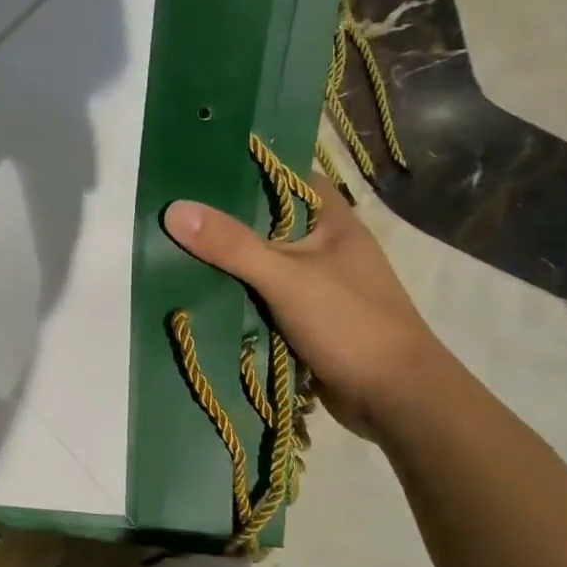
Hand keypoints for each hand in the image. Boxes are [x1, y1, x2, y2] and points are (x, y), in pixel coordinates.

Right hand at [163, 178, 444, 438]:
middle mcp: (323, 246)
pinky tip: (197, 293)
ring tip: (171, 247)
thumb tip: (174, 209)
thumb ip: (232, 245)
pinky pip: (261, 296)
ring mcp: (315, 283)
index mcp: (332, 220)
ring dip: (225, 262)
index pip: (286, 177)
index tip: (197, 167)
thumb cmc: (350, 324)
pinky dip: (235, 295)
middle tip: (171, 210)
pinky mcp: (304, 317)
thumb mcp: (286, 277)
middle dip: (223, 220)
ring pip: (260, 261)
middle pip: (265, 221)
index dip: (246, 168)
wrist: (396, 398)